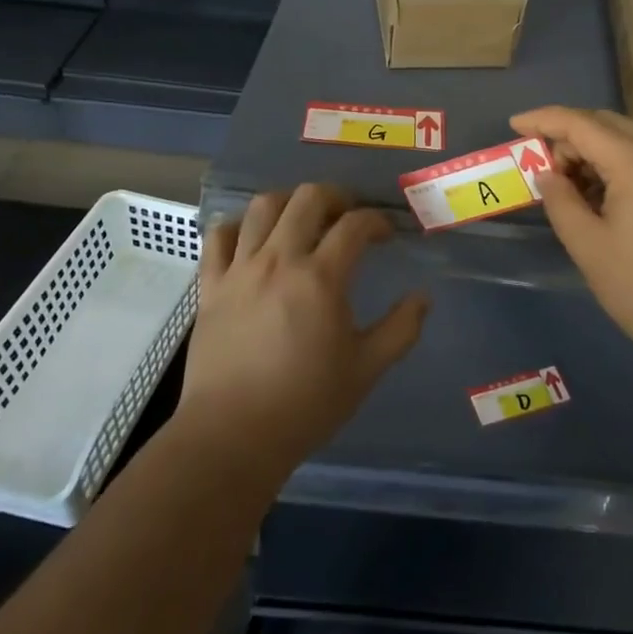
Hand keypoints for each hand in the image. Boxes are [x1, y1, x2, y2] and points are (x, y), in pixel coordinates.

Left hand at [177, 184, 427, 473]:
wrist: (232, 436)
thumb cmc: (305, 404)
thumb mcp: (366, 369)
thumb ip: (400, 329)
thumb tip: (422, 297)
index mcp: (321, 278)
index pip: (355, 225)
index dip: (376, 221)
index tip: (385, 235)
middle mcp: (279, 260)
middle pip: (307, 198)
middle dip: (336, 197)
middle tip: (347, 216)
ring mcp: (240, 270)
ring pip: (262, 206)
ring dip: (289, 202)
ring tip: (302, 219)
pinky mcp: (210, 286)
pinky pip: (219, 237)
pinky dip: (238, 227)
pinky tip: (252, 239)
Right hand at [512, 106, 632, 373]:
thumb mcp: (590, 248)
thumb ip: (561, 202)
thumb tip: (549, 175)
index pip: (581, 123)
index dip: (543, 119)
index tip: (513, 124)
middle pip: (607, 124)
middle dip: (569, 136)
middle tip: (544, 168)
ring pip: (628, 141)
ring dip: (593, 152)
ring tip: (570, 190)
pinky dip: (617, 167)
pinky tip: (603, 201)